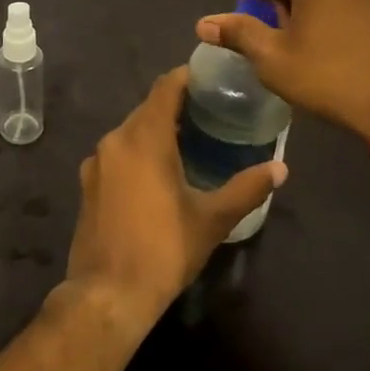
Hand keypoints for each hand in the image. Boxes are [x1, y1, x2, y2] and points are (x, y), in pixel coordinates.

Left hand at [63, 67, 285, 332]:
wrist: (108, 293)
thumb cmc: (164, 249)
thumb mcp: (211, 219)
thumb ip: (246, 188)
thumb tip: (281, 168)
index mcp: (143, 138)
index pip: (165, 87)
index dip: (188, 77)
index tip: (212, 79)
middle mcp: (115, 140)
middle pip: (147, 108)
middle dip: (176, 106)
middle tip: (210, 113)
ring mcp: (96, 162)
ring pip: (130, 131)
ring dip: (156, 130)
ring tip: (188, 141)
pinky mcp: (88, 183)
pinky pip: (117, 153)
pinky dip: (138, 151)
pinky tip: (158, 172)